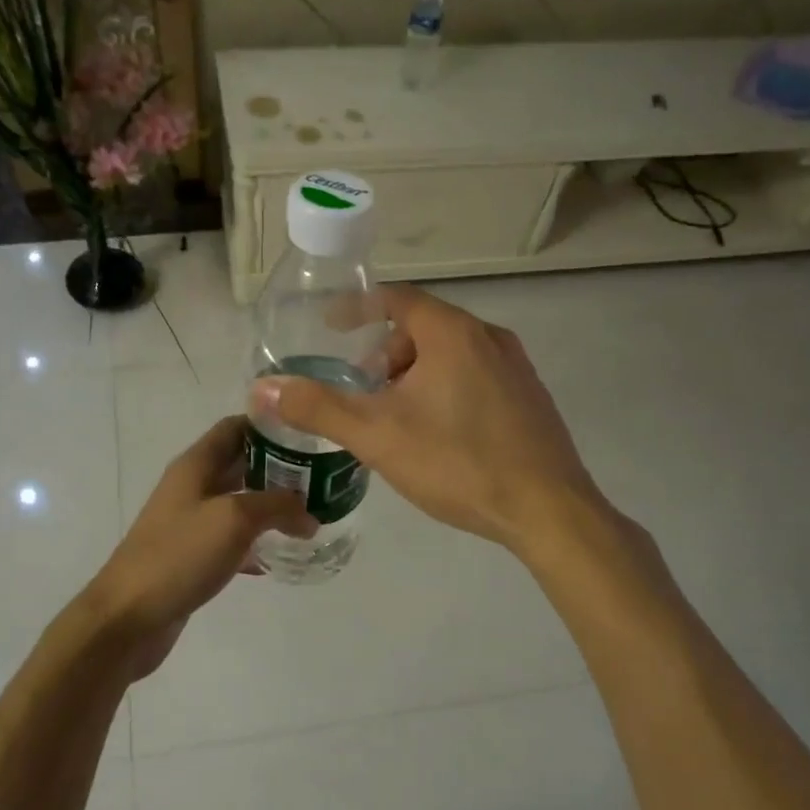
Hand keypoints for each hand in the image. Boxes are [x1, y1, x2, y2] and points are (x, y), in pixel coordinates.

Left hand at [81, 415, 315, 680]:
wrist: (129, 616)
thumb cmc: (178, 555)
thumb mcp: (234, 519)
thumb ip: (277, 507)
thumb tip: (309, 514)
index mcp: (195, 465)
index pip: (235, 428)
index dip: (270, 425)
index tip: (309, 434)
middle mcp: (192, 487)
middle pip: (241, 464)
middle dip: (280, 468)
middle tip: (322, 477)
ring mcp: (191, 523)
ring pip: (239, 503)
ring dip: (272, 506)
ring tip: (312, 513)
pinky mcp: (193, 556)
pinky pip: (233, 540)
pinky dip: (257, 542)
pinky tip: (283, 554)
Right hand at [250, 288, 604, 554]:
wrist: (548, 510)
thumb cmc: (458, 464)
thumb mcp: (377, 435)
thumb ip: (318, 408)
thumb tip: (262, 388)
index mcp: (452, 333)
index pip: (397, 298)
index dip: (358, 307)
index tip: (331, 325)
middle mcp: (489, 337)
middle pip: (423, 329)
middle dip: (385, 355)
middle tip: (363, 392)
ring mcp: (516, 368)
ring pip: (451, 355)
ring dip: (414, 376)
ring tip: (395, 420)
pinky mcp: (531, 398)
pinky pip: (476, 377)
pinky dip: (445, 390)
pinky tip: (438, 437)